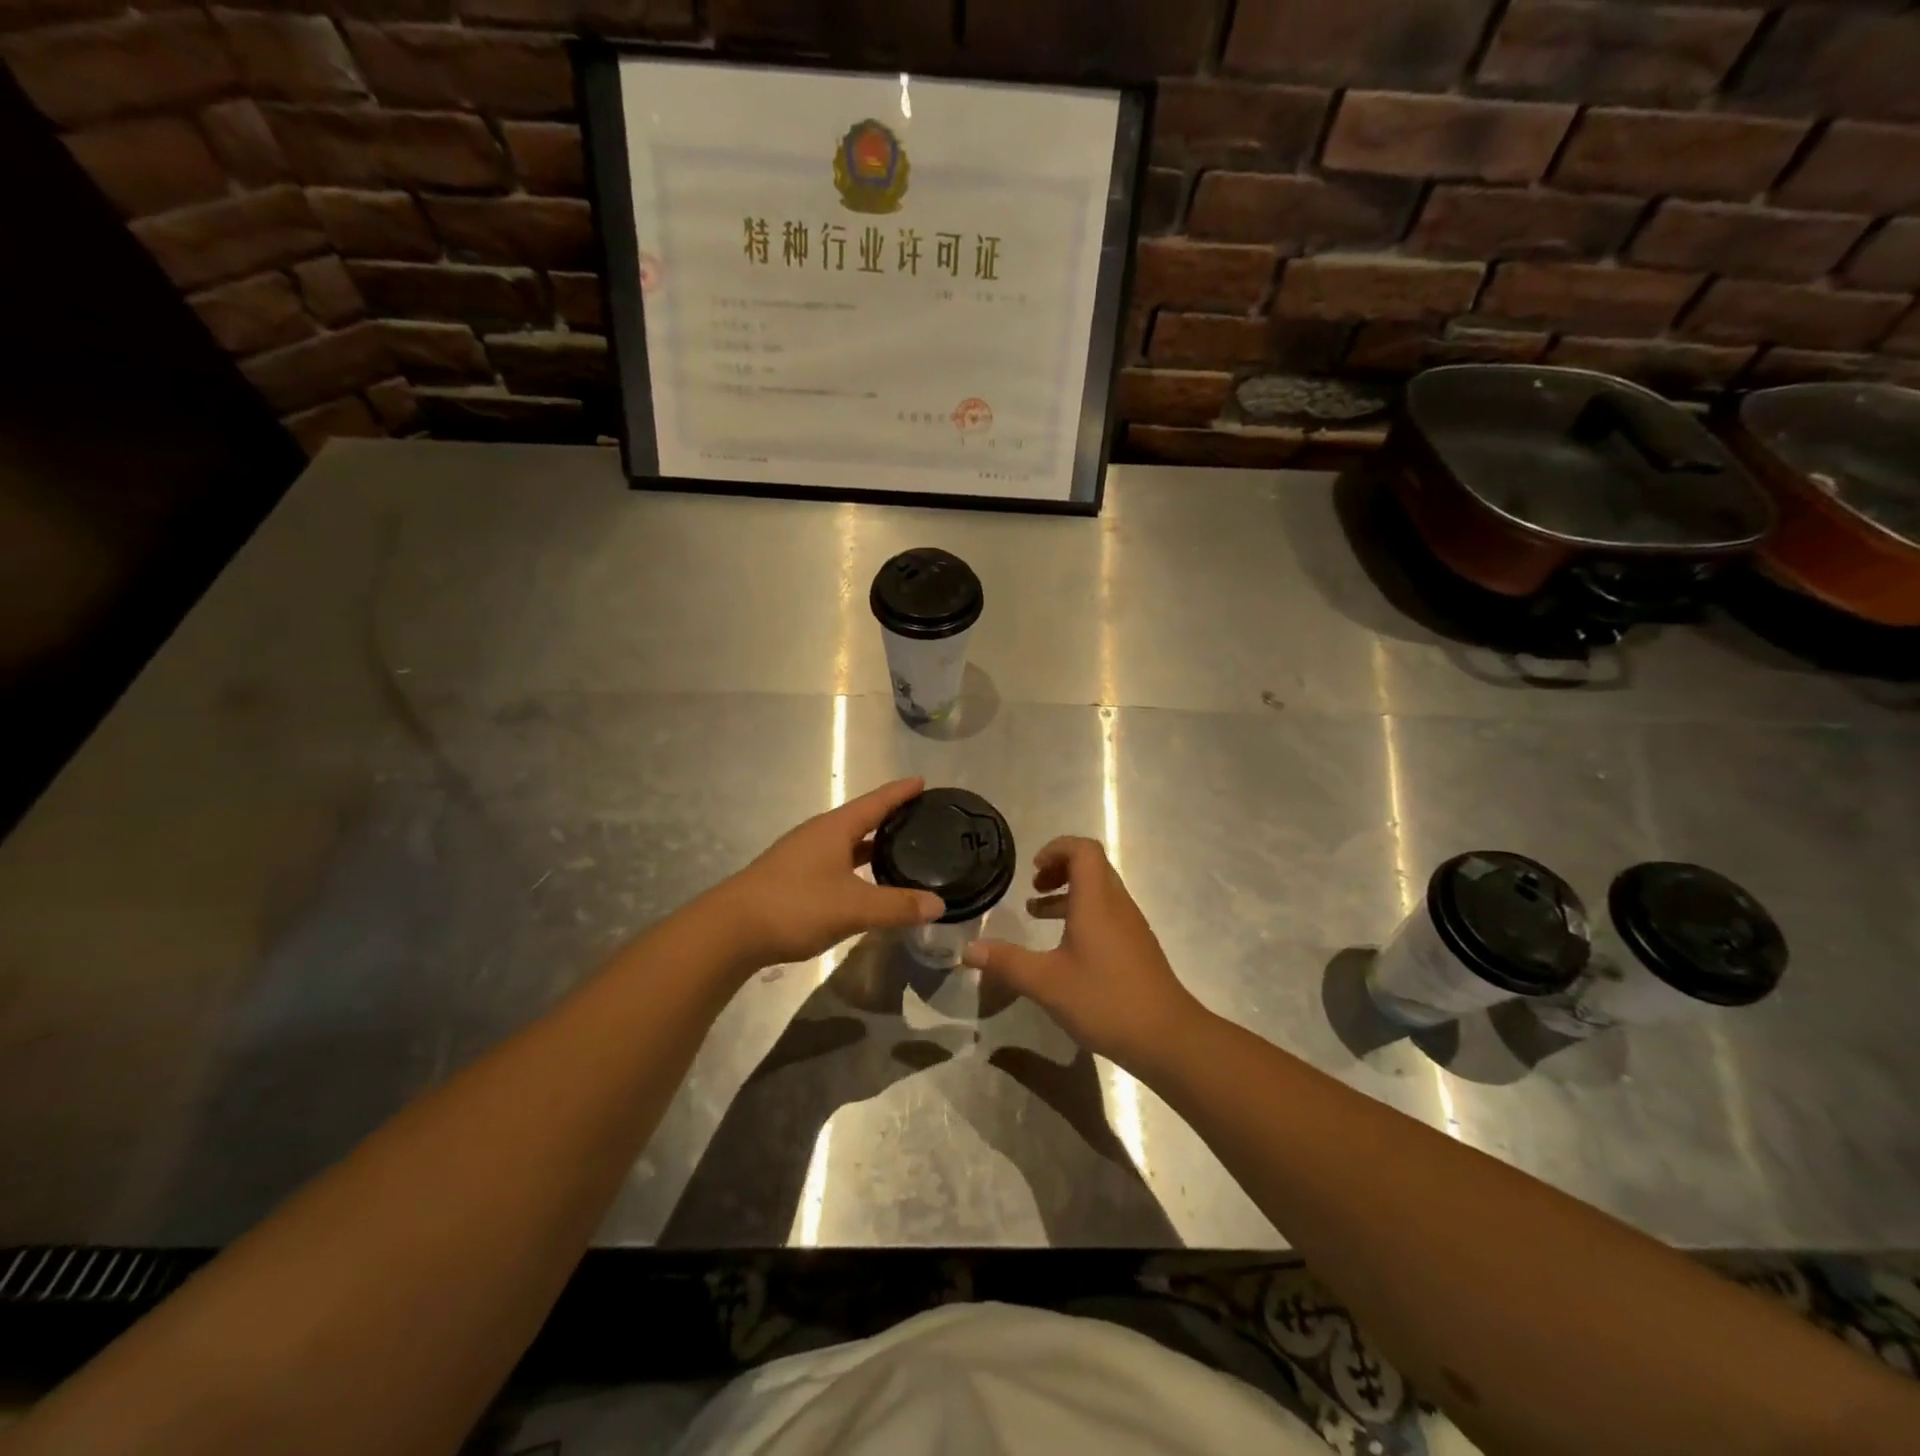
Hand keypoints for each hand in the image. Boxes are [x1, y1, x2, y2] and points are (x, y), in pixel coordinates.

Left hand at [720, 777, 945, 967]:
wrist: (731, 930)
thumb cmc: (795, 906)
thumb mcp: (853, 908)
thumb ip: (897, 906)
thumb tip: (939, 904)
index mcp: (835, 828)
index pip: (877, 802)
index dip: (901, 792)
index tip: (924, 782)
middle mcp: (820, 834)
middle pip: (862, 818)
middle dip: (891, 817)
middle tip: (922, 819)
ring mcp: (803, 854)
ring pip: (848, 842)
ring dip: (873, 843)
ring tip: (902, 849)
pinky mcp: (794, 876)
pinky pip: (836, 861)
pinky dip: (857, 865)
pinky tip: (866, 882)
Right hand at [962, 836, 1205, 1075]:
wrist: (1167, 1037)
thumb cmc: (1104, 1000)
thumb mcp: (1046, 982)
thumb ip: (1006, 962)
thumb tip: (968, 950)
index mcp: (1097, 901)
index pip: (1083, 849)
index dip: (1056, 849)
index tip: (1032, 871)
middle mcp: (1117, 904)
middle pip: (1092, 866)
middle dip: (1059, 869)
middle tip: (1033, 889)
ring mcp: (1131, 926)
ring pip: (1099, 891)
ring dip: (1069, 893)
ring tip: (1037, 914)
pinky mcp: (1137, 947)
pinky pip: (1108, 913)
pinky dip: (1083, 915)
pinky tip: (1065, 949)